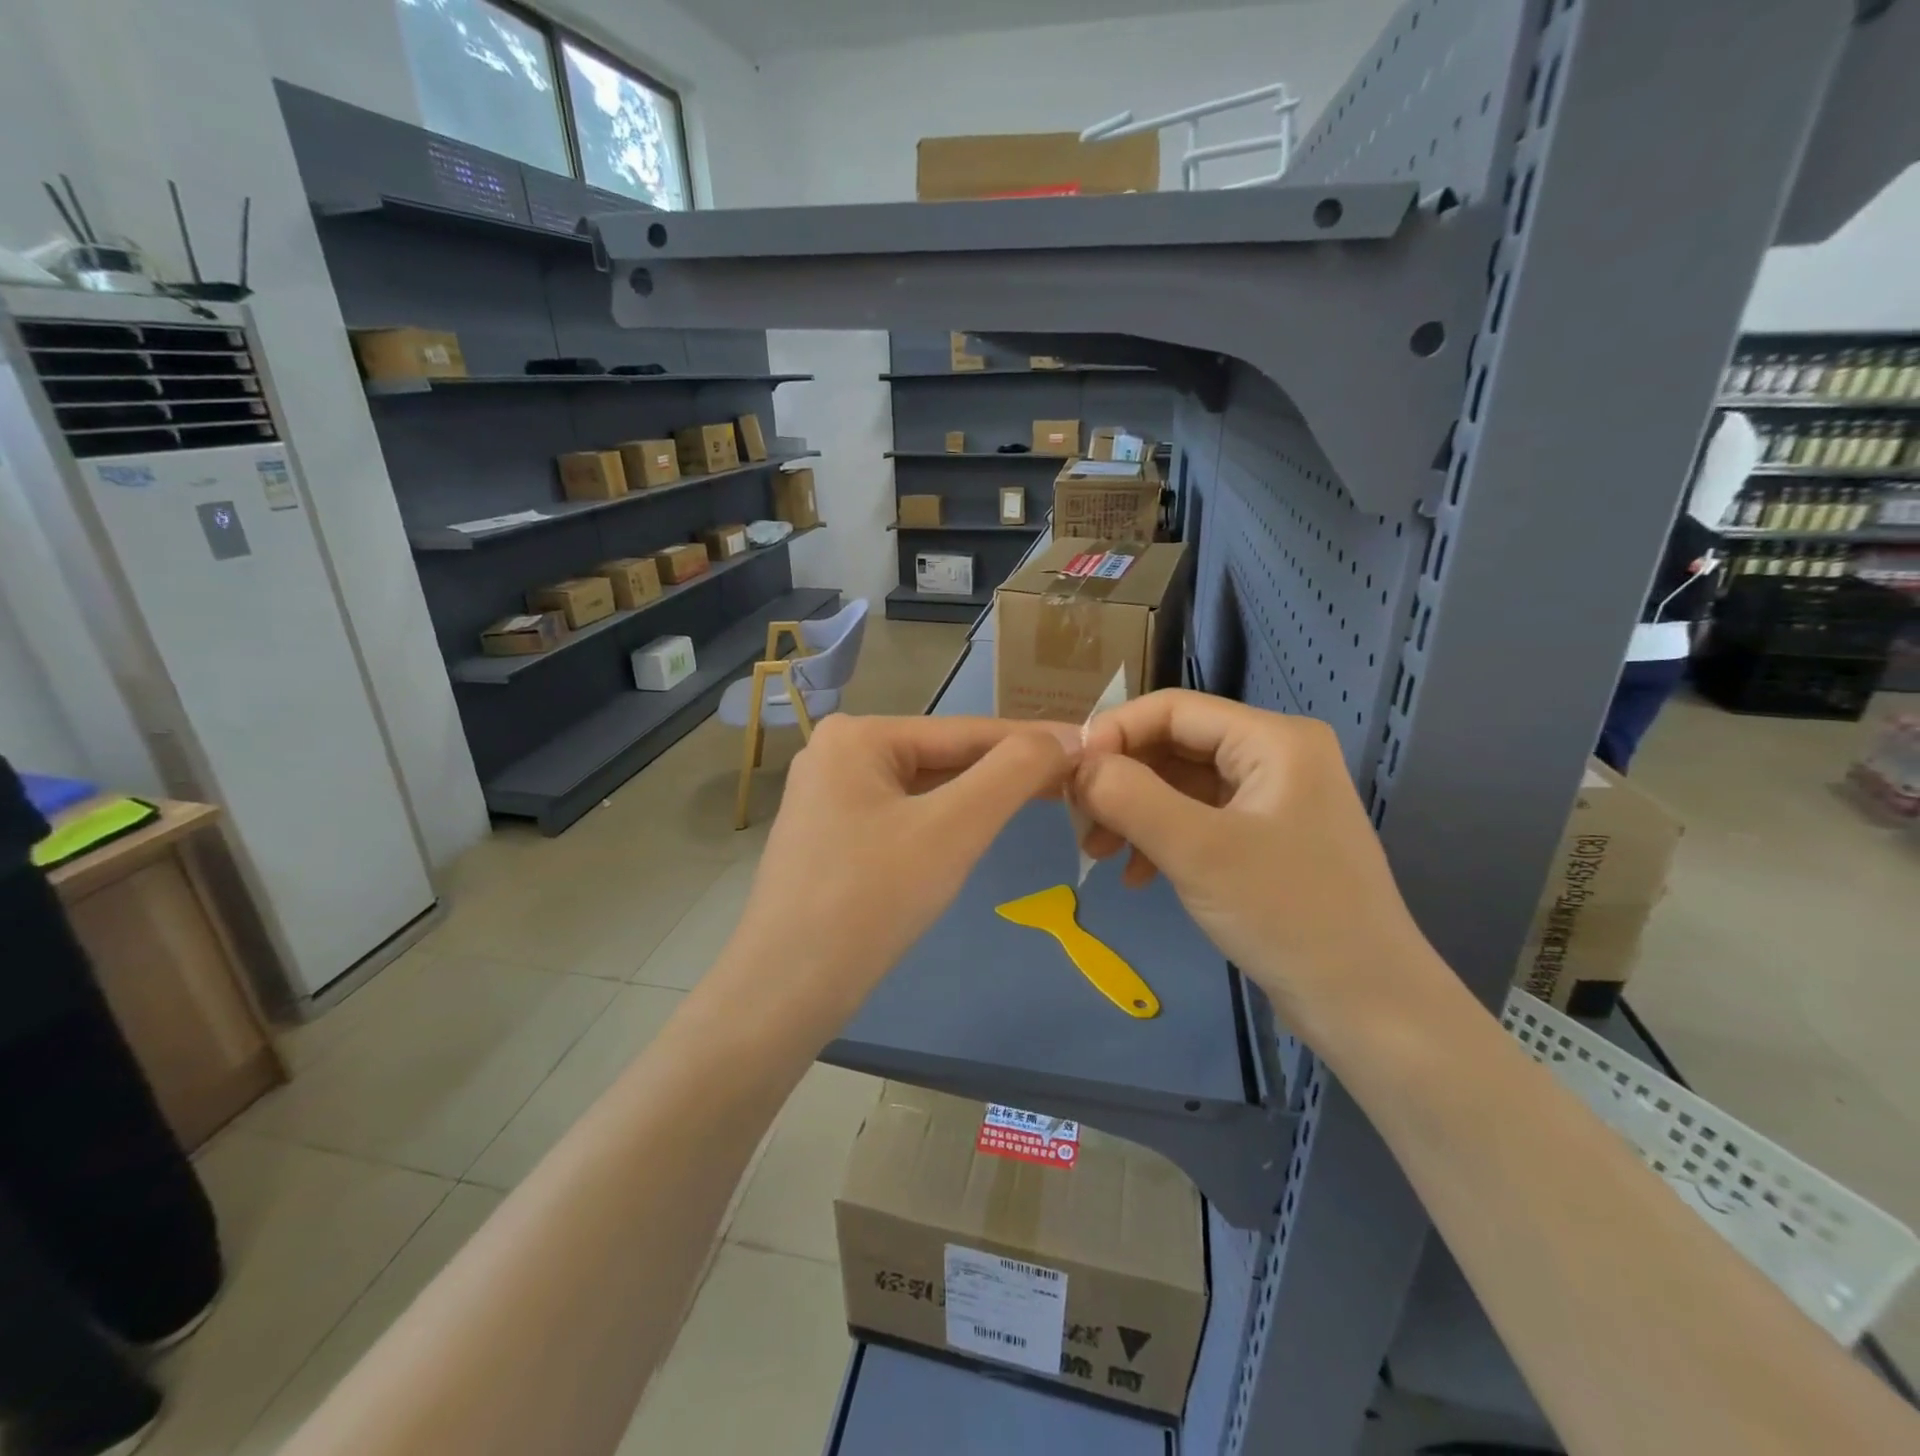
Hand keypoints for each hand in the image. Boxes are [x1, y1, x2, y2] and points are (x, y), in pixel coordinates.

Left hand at [731, 715, 1077, 1030]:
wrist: (785, 992)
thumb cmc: (870, 899)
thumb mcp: (952, 829)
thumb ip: (1012, 774)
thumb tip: (1066, 738)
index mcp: (857, 735)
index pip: (964, 730)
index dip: (1032, 741)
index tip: (1089, 746)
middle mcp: (837, 753)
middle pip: (943, 757)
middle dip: (1005, 772)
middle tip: (1074, 781)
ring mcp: (829, 797)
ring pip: (924, 788)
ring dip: (979, 797)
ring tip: (1041, 799)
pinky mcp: (831, 837)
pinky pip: (903, 816)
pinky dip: (944, 822)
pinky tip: (977, 830)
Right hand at [1072, 690, 1440, 1038]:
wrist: (1367, 1006)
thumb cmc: (1286, 915)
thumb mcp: (1198, 851)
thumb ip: (1129, 797)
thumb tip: (1075, 766)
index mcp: (1273, 739)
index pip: (1172, 709)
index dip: (1113, 733)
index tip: (1067, 776)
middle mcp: (1275, 756)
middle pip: (1174, 745)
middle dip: (1121, 780)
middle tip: (1078, 823)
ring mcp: (1272, 799)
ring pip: (1180, 785)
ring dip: (1133, 814)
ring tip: (1097, 855)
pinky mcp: (1265, 838)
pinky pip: (1197, 820)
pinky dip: (1160, 840)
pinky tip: (1135, 877)